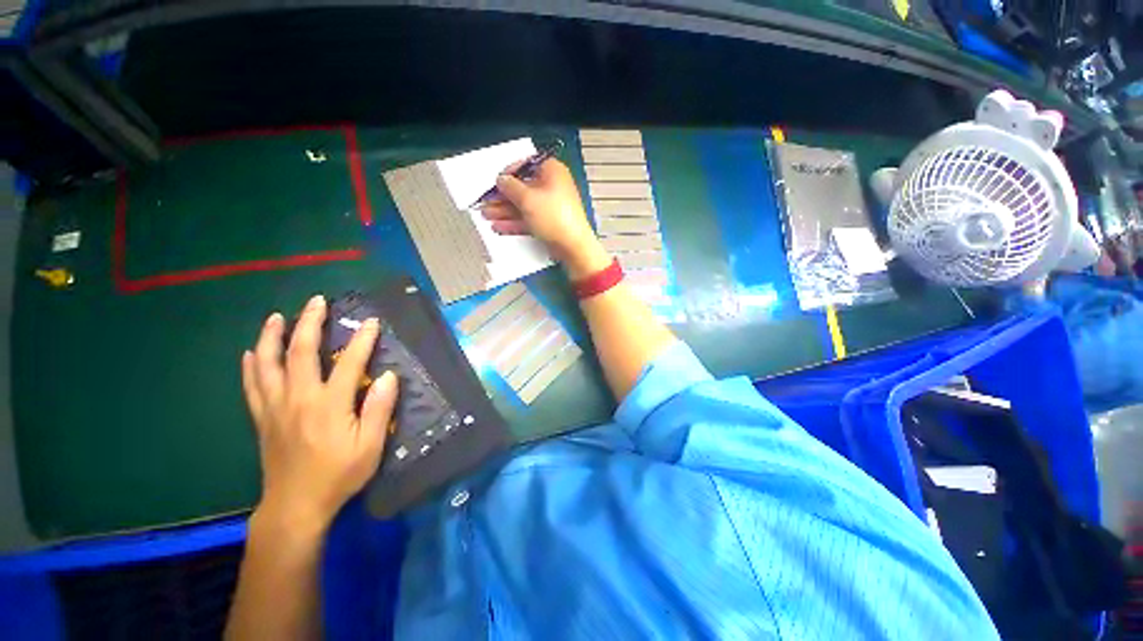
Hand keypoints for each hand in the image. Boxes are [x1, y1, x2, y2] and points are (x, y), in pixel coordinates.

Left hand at [241, 295, 398, 531]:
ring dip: (272, 336)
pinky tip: (251, 353)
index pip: (348, 362)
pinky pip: (252, 385)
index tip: (371, 322)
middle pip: (300, 352)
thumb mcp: (371, 446)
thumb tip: (388, 376)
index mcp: (329, 404)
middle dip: (309, 322)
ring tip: (277, 317)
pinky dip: (251, 365)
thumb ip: (379, 409)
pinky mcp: (262, 418)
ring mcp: (275, 407)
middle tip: (316, 301)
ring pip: (268, 363)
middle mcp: (298, 398)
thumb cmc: (339, 475)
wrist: (295, 506)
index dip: (361, 339)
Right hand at [480, 158, 611, 279]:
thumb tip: (502, 180)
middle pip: (523, 188)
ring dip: (504, 211)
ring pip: (524, 206)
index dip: (510, 171)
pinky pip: (528, 220)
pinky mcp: (549, 224)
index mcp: (553, 172)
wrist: (572, 247)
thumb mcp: (528, 198)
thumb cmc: (555, 218)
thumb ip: (510, 187)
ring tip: (487, 215)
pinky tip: (499, 227)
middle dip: (502, 197)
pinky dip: (514, 223)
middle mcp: (553, 187)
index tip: (497, 181)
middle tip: (486, 201)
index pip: (528, 164)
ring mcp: (551, 208)